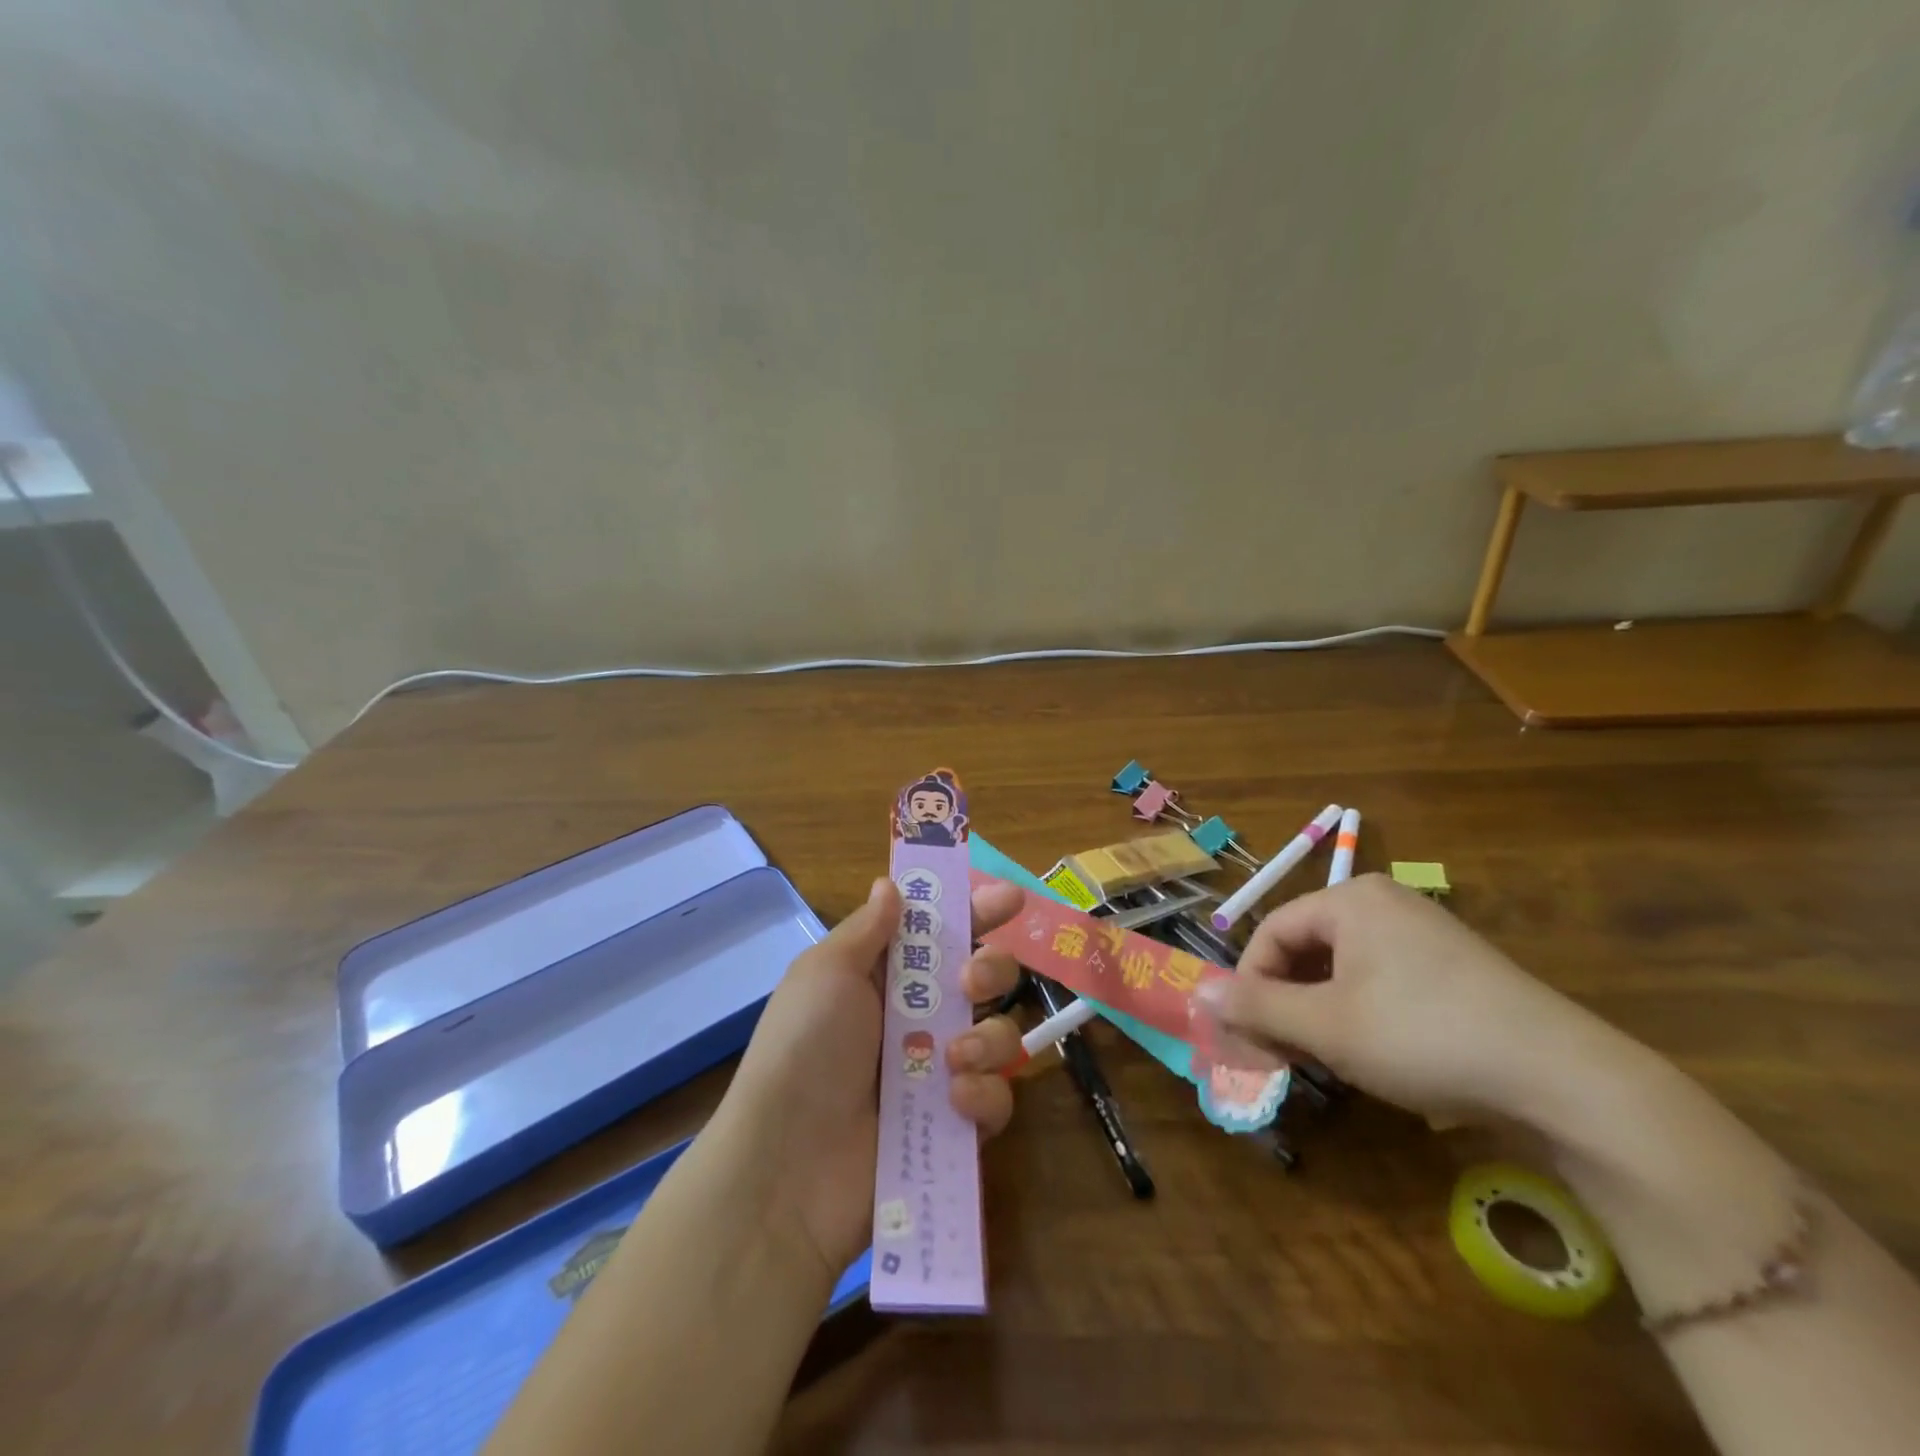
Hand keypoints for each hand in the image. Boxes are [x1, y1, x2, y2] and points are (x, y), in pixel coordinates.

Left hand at [715, 876, 1027, 1275]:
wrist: (787, 1168)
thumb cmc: (803, 1050)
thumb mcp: (825, 973)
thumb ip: (868, 929)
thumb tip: (890, 884)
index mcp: (886, 977)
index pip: (941, 931)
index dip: (975, 910)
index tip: (1010, 897)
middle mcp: (918, 1018)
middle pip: (984, 978)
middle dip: (993, 970)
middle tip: (971, 982)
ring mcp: (938, 1073)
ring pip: (999, 1035)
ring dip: (986, 1038)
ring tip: (953, 1057)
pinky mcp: (954, 1125)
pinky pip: (996, 1100)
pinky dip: (983, 1095)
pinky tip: (953, 1100)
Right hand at [1195, 874, 1643, 1131]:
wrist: (1566, 1080)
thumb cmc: (1424, 1037)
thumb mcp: (1326, 1027)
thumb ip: (1255, 1008)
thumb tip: (1195, 993)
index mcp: (1350, 900)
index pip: (1272, 931)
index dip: (1250, 984)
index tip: (1249, 1035)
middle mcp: (1385, 903)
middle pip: (1307, 948)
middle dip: (1286, 1002)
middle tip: (1283, 1054)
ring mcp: (1426, 933)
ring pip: (1344, 968)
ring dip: (1321, 1012)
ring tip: (1327, 1060)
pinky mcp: (1457, 968)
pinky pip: (1384, 980)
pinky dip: (1361, 1013)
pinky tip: (1376, 1055)